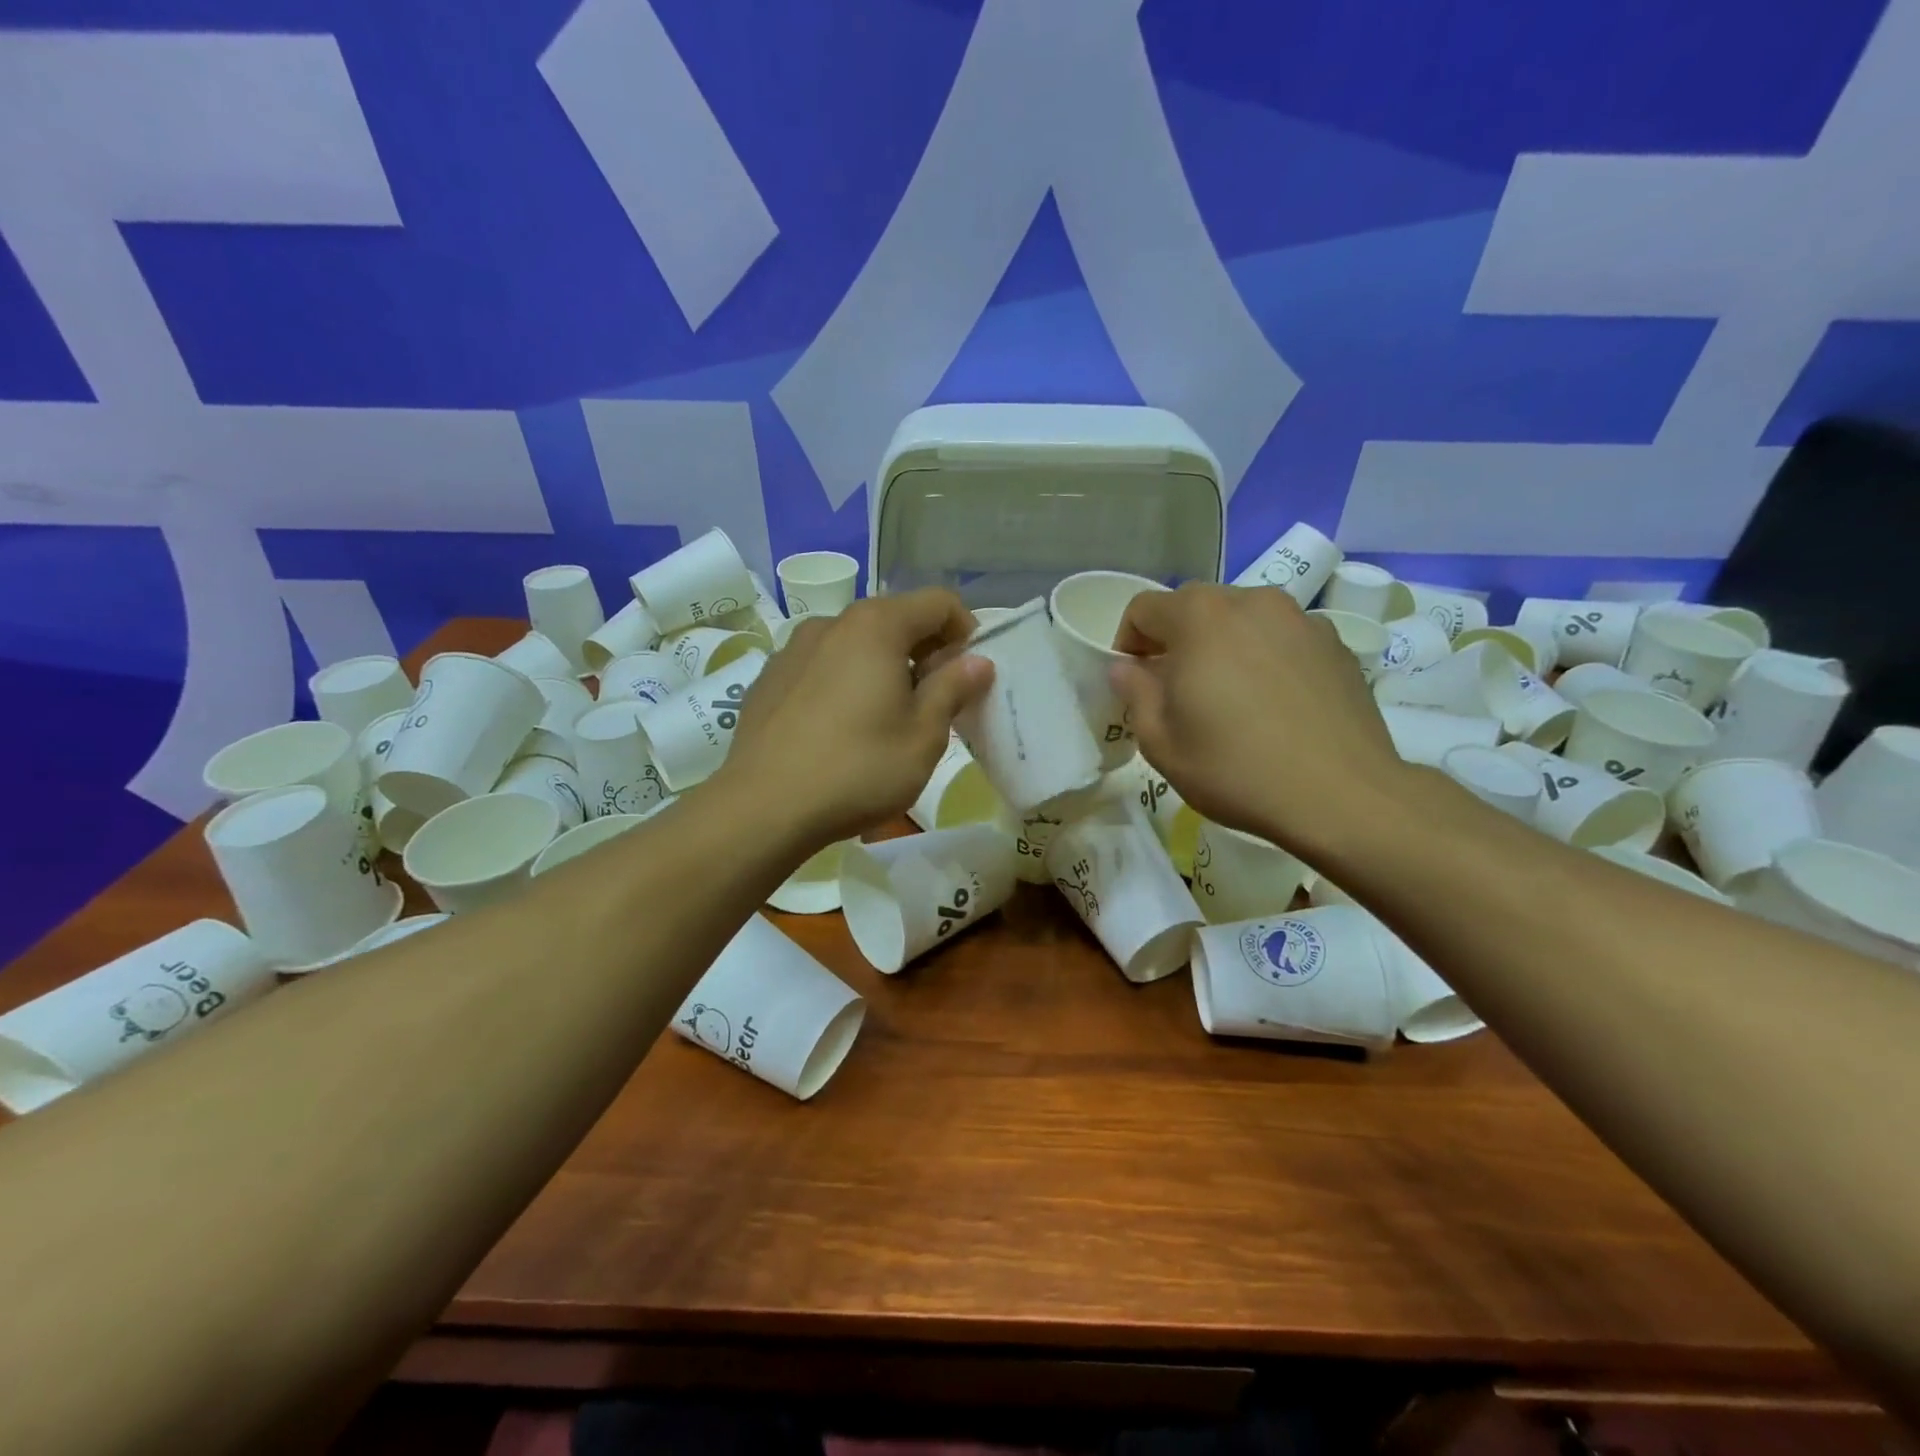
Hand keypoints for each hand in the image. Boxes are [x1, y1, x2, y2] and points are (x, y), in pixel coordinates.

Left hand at [722, 588, 993, 846]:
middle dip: (924, 651)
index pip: (938, 602)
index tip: (969, 674)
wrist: (763, 808)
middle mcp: (831, 623)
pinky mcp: (768, 679)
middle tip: (936, 701)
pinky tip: (840, 729)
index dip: (965, 630)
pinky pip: (822, 667)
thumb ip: (953, 688)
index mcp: (876, 626)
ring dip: (883, 667)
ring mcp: (793, 649)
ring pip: (855, 644)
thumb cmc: (858, 769)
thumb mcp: (923, 736)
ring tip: (886, 717)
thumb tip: (977, 661)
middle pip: (894, 619)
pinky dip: (844, 682)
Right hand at [1109, 584, 1404, 856]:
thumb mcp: (1161, 743)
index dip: (1128, 643)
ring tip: (1231, 699)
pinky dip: (1265, 659)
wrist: (1342, 795)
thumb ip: (1135, 694)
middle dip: (1176, 642)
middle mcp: (1251, 601)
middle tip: (1179, 693)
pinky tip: (1274, 706)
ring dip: (1223, 647)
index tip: (1136, 682)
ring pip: (1242, 621)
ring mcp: (1300, 619)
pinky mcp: (1335, 644)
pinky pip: (1281, 639)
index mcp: (1199, 616)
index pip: (1144, 608)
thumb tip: (1127, 668)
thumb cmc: (1235, 769)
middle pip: (1195, 608)